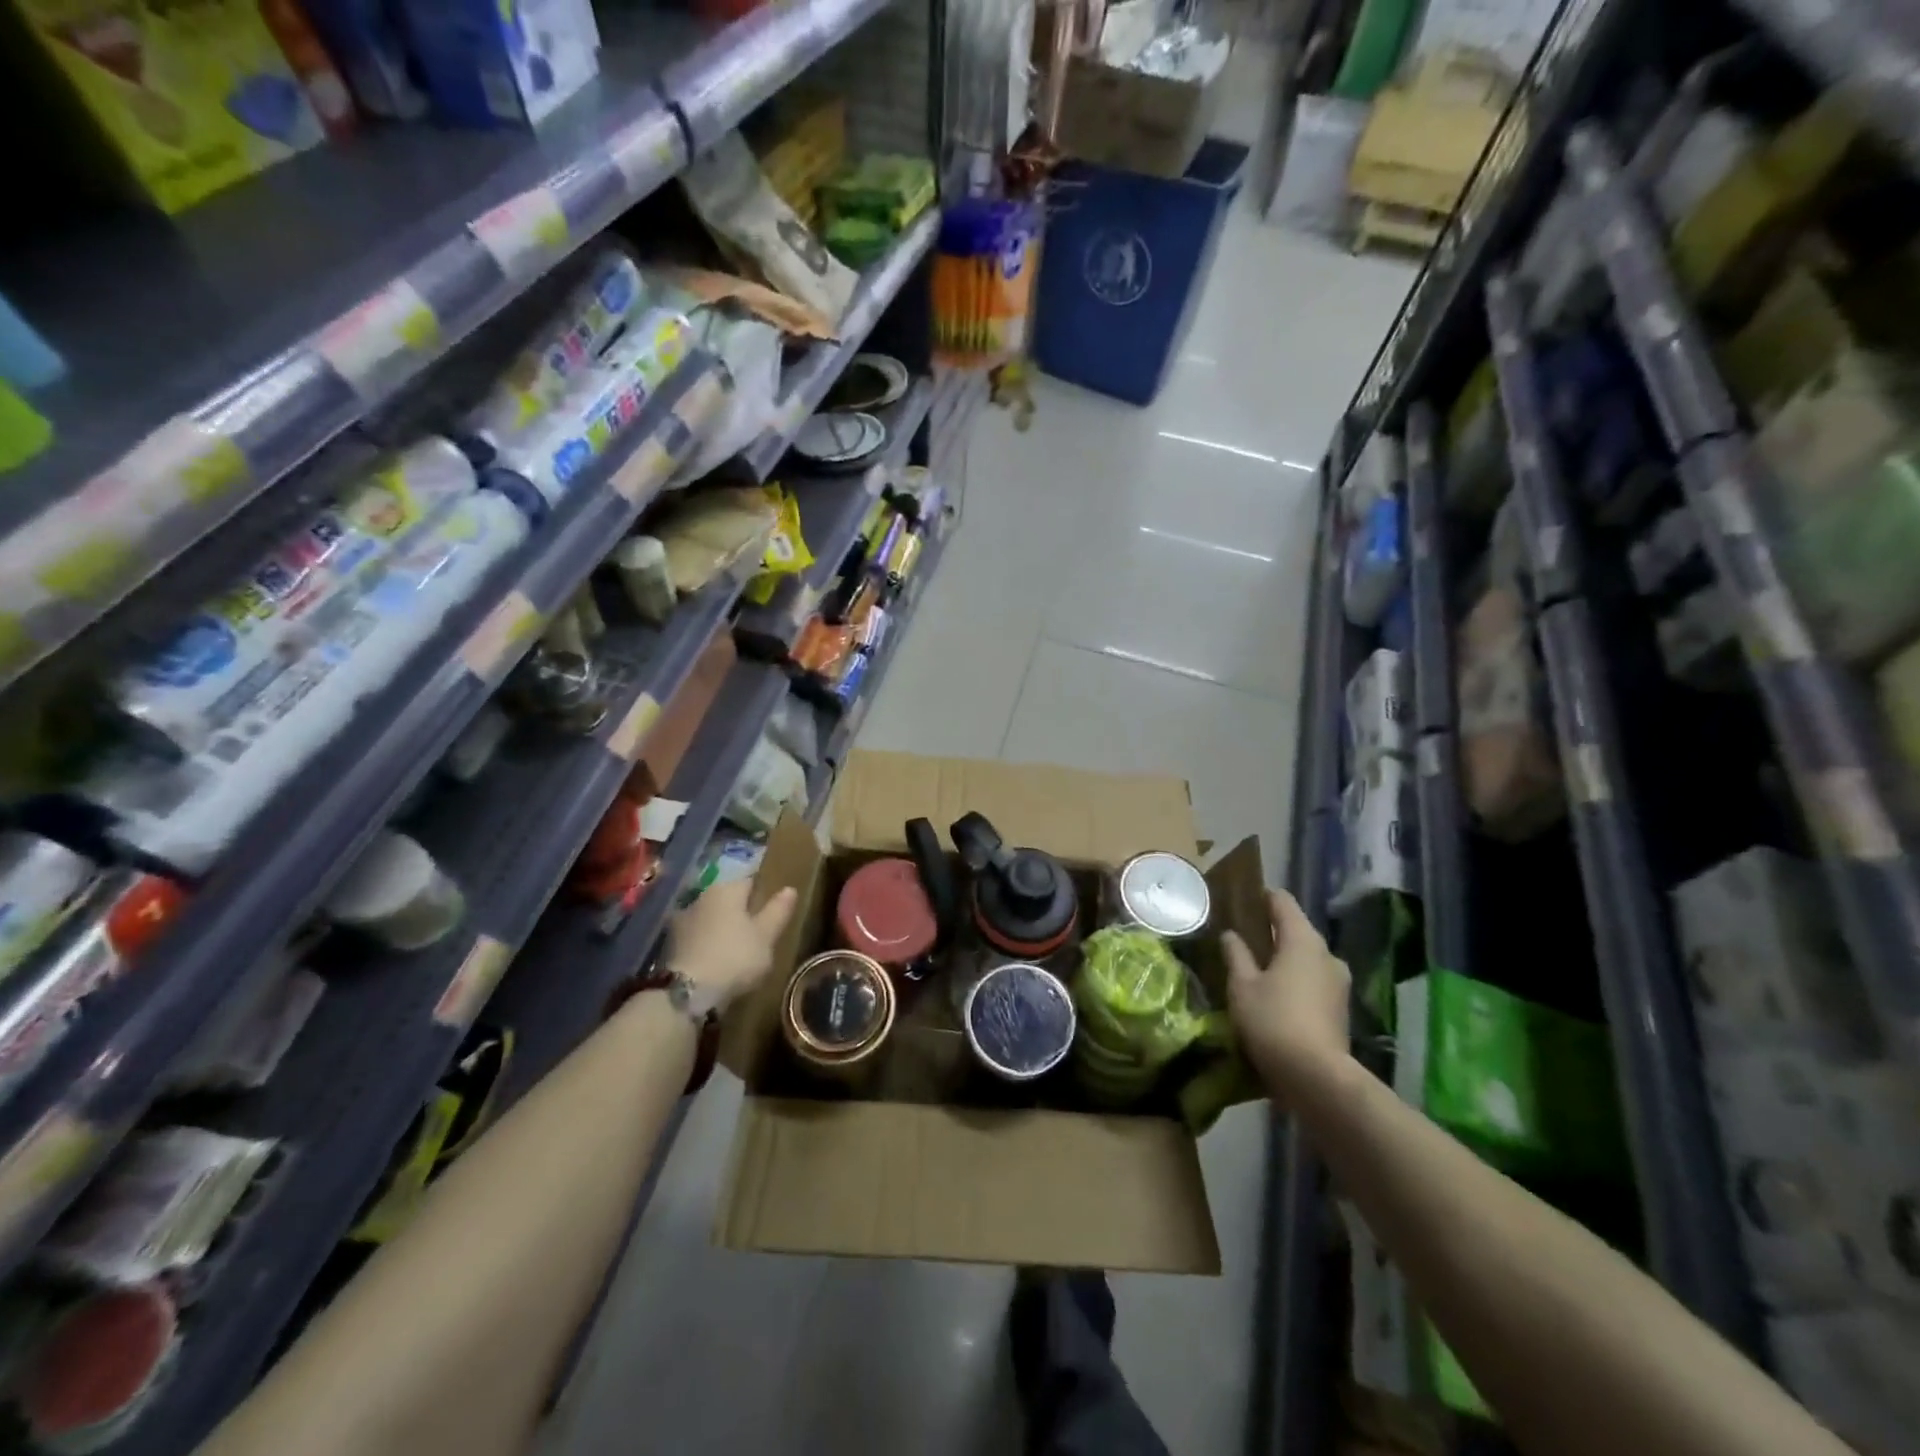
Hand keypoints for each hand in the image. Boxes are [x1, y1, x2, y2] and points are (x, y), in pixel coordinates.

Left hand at [664, 881, 797, 1009]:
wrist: (687, 994)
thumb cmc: (735, 957)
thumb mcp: (766, 936)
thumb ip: (778, 911)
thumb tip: (789, 889)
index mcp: (727, 889)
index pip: (751, 882)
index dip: (763, 896)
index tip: (773, 914)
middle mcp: (703, 897)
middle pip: (729, 900)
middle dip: (741, 913)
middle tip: (757, 935)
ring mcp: (683, 920)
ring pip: (711, 918)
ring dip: (722, 929)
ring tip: (737, 951)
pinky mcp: (671, 944)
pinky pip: (698, 937)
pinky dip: (708, 944)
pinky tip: (716, 961)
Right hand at [1224, 889, 1352, 1103]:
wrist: (1317, 1078)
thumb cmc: (1273, 1021)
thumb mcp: (1242, 986)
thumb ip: (1236, 955)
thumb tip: (1231, 935)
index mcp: (1302, 940)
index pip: (1282, 902)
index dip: (1261, 897)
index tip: (1241, 900)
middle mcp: (1326, 954)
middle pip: (1296, 929)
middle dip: (1271, 931)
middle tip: (1241, 937)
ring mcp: (1338, 982)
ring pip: (1306, 957)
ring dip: (1284, 958)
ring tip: (1255, 968)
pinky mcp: (1340, 1008)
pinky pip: (1313, 980)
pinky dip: (1295, 980)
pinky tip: (1274, 994)